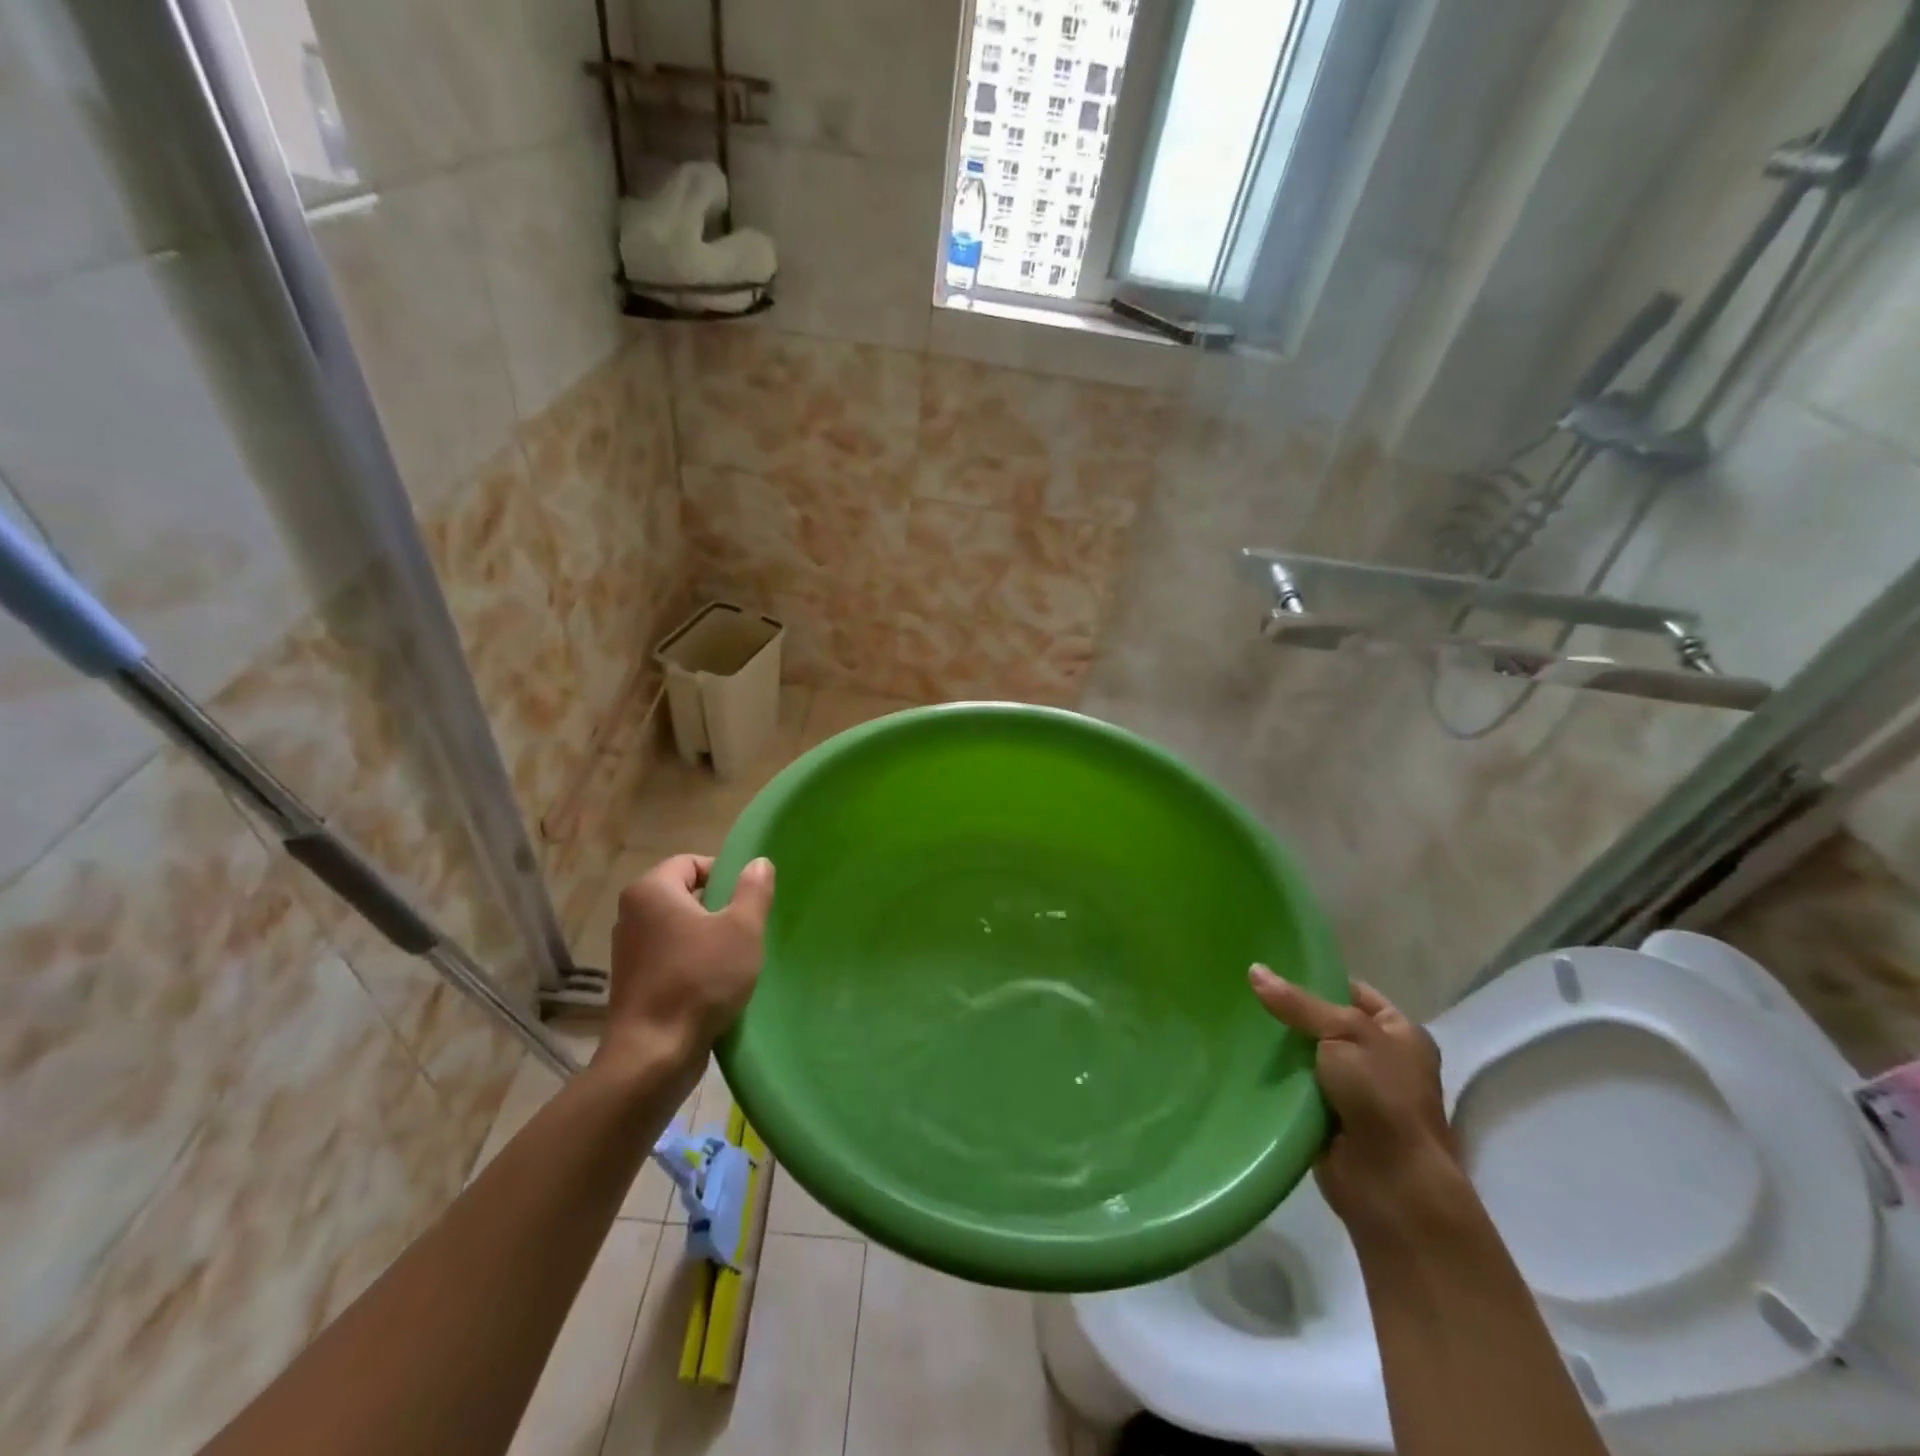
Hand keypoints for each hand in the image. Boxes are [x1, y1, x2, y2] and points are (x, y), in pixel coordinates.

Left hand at [596, 854, 774, 1075]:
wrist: (654, 1055)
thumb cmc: (700, 979)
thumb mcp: (742, 929)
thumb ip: (754, 890)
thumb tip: (759, 863)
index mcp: (651, 891)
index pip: (691, 862)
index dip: (723, 873)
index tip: (749, 899)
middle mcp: (631, 914)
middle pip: (684, 894)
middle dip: (718, 907)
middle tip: (747, 928)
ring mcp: (628, 950)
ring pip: (678, 928)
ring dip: (706, 937)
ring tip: (734, 957)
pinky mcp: (633, 982)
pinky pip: (669, 956)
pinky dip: (691, 961)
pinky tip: (715, 982)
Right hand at [1250, 967, 1459, 1228]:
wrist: (1391, 1184)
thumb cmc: (1382, 1097)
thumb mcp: (1343, 1033)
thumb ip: (1298, 1004)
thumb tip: (1254, 969)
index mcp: (1400, 1033)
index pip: (1351, 991)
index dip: (1315, 978)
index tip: (1270, 967)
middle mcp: (1380, 1059)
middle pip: (1324, 1024)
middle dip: (1289, 1014)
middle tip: (1242, 992)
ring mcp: (1355, 1092)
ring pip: (1306, 1056)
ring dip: (1278, 1048)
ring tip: (1234, 1020)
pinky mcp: (1328, 1119)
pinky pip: (1295, 1088)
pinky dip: (1275, 1079)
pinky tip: (1241, 1060)